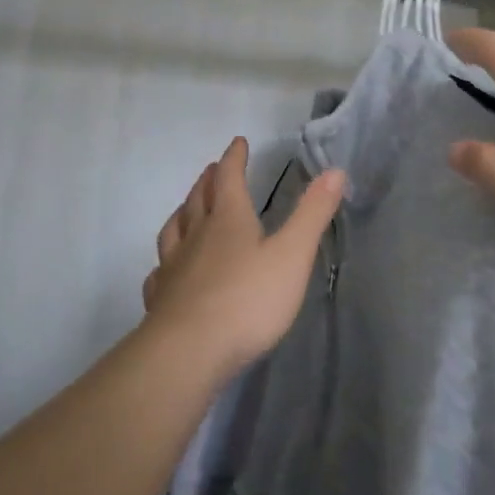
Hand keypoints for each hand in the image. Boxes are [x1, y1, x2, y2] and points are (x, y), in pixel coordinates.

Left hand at [142, 137, 347, 378]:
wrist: (189, 352)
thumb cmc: (248, 300)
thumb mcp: (292, 255)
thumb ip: (312, 214)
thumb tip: (334, 171)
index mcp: (229, 221)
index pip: (229, 178)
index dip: (234, 158)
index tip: (238, 142)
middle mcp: (196, 236)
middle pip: (198, 199)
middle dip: (208, 181)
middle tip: (211, 170)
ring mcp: (174, 267)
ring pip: (174, 230)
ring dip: (182, 213)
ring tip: (186, 208)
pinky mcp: (161, 299)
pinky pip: (160, 272)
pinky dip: (164, 262)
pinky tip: (165, 270)